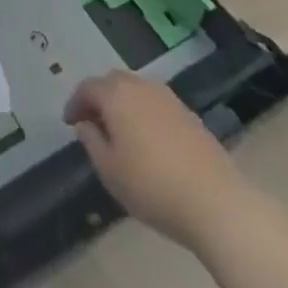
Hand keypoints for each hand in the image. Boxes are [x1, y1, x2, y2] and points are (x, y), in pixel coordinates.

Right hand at [64, 71, 245, 249]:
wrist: (218, 204)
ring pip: (137, 92)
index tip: (69, 123)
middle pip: (113, 83)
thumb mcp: (110, 170)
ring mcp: (169, 99)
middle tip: (93, 123)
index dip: (74, 104)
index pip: (87, 88)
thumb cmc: (153, 186)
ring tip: (121, 133)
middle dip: (99, 99)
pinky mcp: (191, 116)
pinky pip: (157, 106)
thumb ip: (91, 142)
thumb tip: (86, 124)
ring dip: (124, 105)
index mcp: (116, 94)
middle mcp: (141, 86)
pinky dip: (146, 115)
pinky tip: (150, 142)